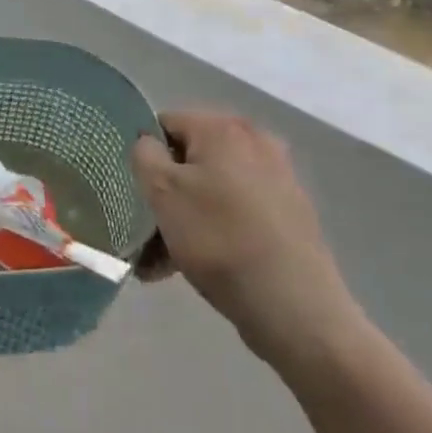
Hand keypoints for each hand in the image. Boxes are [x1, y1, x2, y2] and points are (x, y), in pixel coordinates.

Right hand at [131, 110, 361, 370]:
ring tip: (160, 263)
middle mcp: (255, 142)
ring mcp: (277, 179)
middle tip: (145, 232)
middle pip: (189, 159)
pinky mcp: (289, 215)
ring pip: (210, 190)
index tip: (135, 193)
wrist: (296, 307)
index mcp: (223, 128)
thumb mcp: (162, 191)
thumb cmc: (218, 238)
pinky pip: (235, 212)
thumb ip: (143, 154)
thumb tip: (149, 144)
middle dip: (163, 194)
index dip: (144, 156)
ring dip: (182, 218)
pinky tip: (192, 268)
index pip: (164, 124)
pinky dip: (212, 231)